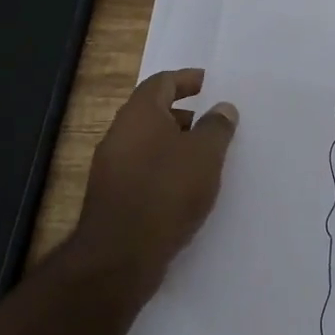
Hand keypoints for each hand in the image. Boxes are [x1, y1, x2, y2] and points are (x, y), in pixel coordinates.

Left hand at [70, 69, 238, 293]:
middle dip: (182, 113)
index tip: (208, 82)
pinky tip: (185, 187)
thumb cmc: (167, 191)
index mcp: (140, 113)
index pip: (162, 82)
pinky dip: (164, 167)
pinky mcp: (112, 195)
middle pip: (152, 111)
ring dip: (174, 142)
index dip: (186, 79)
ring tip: (204, 156)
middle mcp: (119, 133)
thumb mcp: (205, 154)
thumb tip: (223, 107)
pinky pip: (142, 168)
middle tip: (210, 121)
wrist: (120, 255)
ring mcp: (111, 166)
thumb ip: (217, 126)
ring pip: (147, 142)